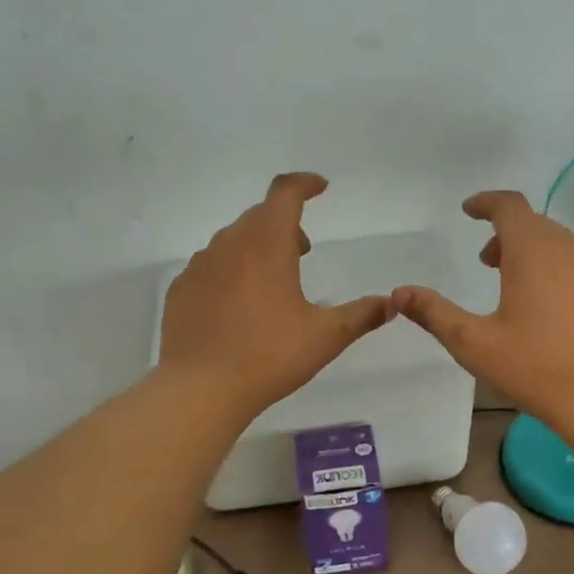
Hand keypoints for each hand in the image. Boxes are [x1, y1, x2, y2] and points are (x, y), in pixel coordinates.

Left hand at [159, 174, 393, 420]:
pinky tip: (239, 305)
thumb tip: (391, 304)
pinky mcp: (181, 289)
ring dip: (257, 247)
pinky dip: (231, 271)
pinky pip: (211, 266)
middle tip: (303, 250)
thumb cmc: (269, 355)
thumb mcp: (326, 336)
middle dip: (285, 224)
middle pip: (259, 216)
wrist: (200, 388)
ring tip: (273, 281)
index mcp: (267, 243)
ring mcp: (200, 265)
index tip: (321, 188)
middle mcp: (229, 243)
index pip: (285, 192)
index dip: (305, 184)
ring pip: (233, 240)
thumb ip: (362, 315)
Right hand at [392, 191, 573, 437]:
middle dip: (505, 236)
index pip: (509, 206)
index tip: (469, 210)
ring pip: (559, 245)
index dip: (486, 203)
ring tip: (513, 286)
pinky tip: (549, 308)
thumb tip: (399, 294)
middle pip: (533, 224)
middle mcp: (571, 248)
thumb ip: (435, 313)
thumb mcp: (474, 343)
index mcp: (534, 250)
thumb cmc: (537, 368)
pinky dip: (556, 270)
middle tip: (485, 262)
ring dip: (531, 253)